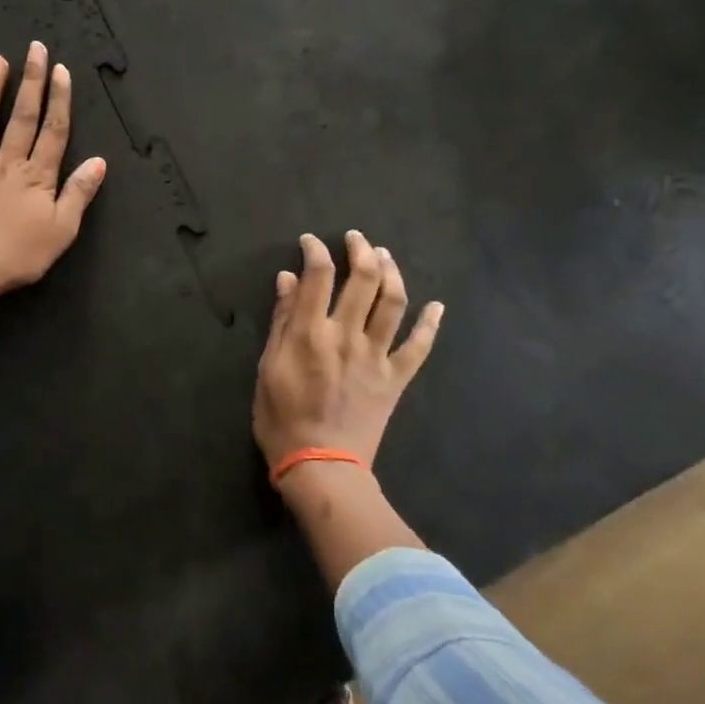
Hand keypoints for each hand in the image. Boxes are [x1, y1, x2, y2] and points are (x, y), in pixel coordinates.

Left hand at [0, 42, 107, 302]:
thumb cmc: (18, 256)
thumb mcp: (62, 230)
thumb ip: (79, 193)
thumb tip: (99, 161)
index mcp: (36, 177)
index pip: (53, 132)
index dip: (59, 100)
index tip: (62, 70)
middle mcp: (5, 165)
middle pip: (21, 118)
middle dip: (31, 82)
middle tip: (35, 49)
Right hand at [254, 231, 443, 479]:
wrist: (321, 465)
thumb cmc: (282, 419)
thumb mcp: (267, 368)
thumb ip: (281, 322)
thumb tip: (287, 279)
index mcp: (311, 332)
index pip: (318, 275)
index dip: (316, 251)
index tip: (311, 242)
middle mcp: (347, 335)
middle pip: (363, 280)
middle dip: (360, 251)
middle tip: (356, 238)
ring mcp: (377, 356)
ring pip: (393, 303)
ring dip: (392, 273)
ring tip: (385, 256)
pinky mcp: (396, 378)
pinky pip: (419, 347)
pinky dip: (430, 325)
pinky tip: (437, 306)